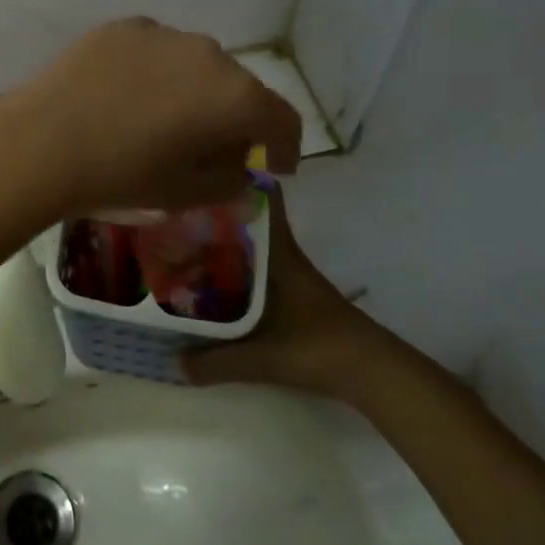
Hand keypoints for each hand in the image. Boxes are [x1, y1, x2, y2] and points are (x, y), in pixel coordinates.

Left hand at [0, 18, 302, 217]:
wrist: (43, 141)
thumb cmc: (122, 175)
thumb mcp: (187, 193)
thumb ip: (230, 178)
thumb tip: (240, 164)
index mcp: (235, 96)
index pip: (282, 119)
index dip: (284, 147)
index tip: (273, 166)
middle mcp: (209, 54)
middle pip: (238, 87)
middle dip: (234, 117)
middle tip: (212, 146)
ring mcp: (164, 34)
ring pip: (195, 63)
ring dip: (194, 89)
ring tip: (164, 117)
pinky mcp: (125, 27)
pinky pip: (156, 51)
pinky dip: (156, 72)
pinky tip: (127, 96)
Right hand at [181, 188, 405, 400]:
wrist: (370, 371)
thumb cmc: (317, 348)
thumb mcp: (262, 357)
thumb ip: (216, 361)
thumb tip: (175, 363)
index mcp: (277, 251)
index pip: (266, 196)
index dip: (238, 178)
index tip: (201, 173)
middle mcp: (282, 253)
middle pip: (249, 217)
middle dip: (215, 212)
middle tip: (174, 213)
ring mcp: (290, 272)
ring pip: (251, 243)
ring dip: (223, 241)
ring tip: (182, 245)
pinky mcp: (293, 293)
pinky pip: (257, 266)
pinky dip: (235, 267)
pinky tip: (212, 283)